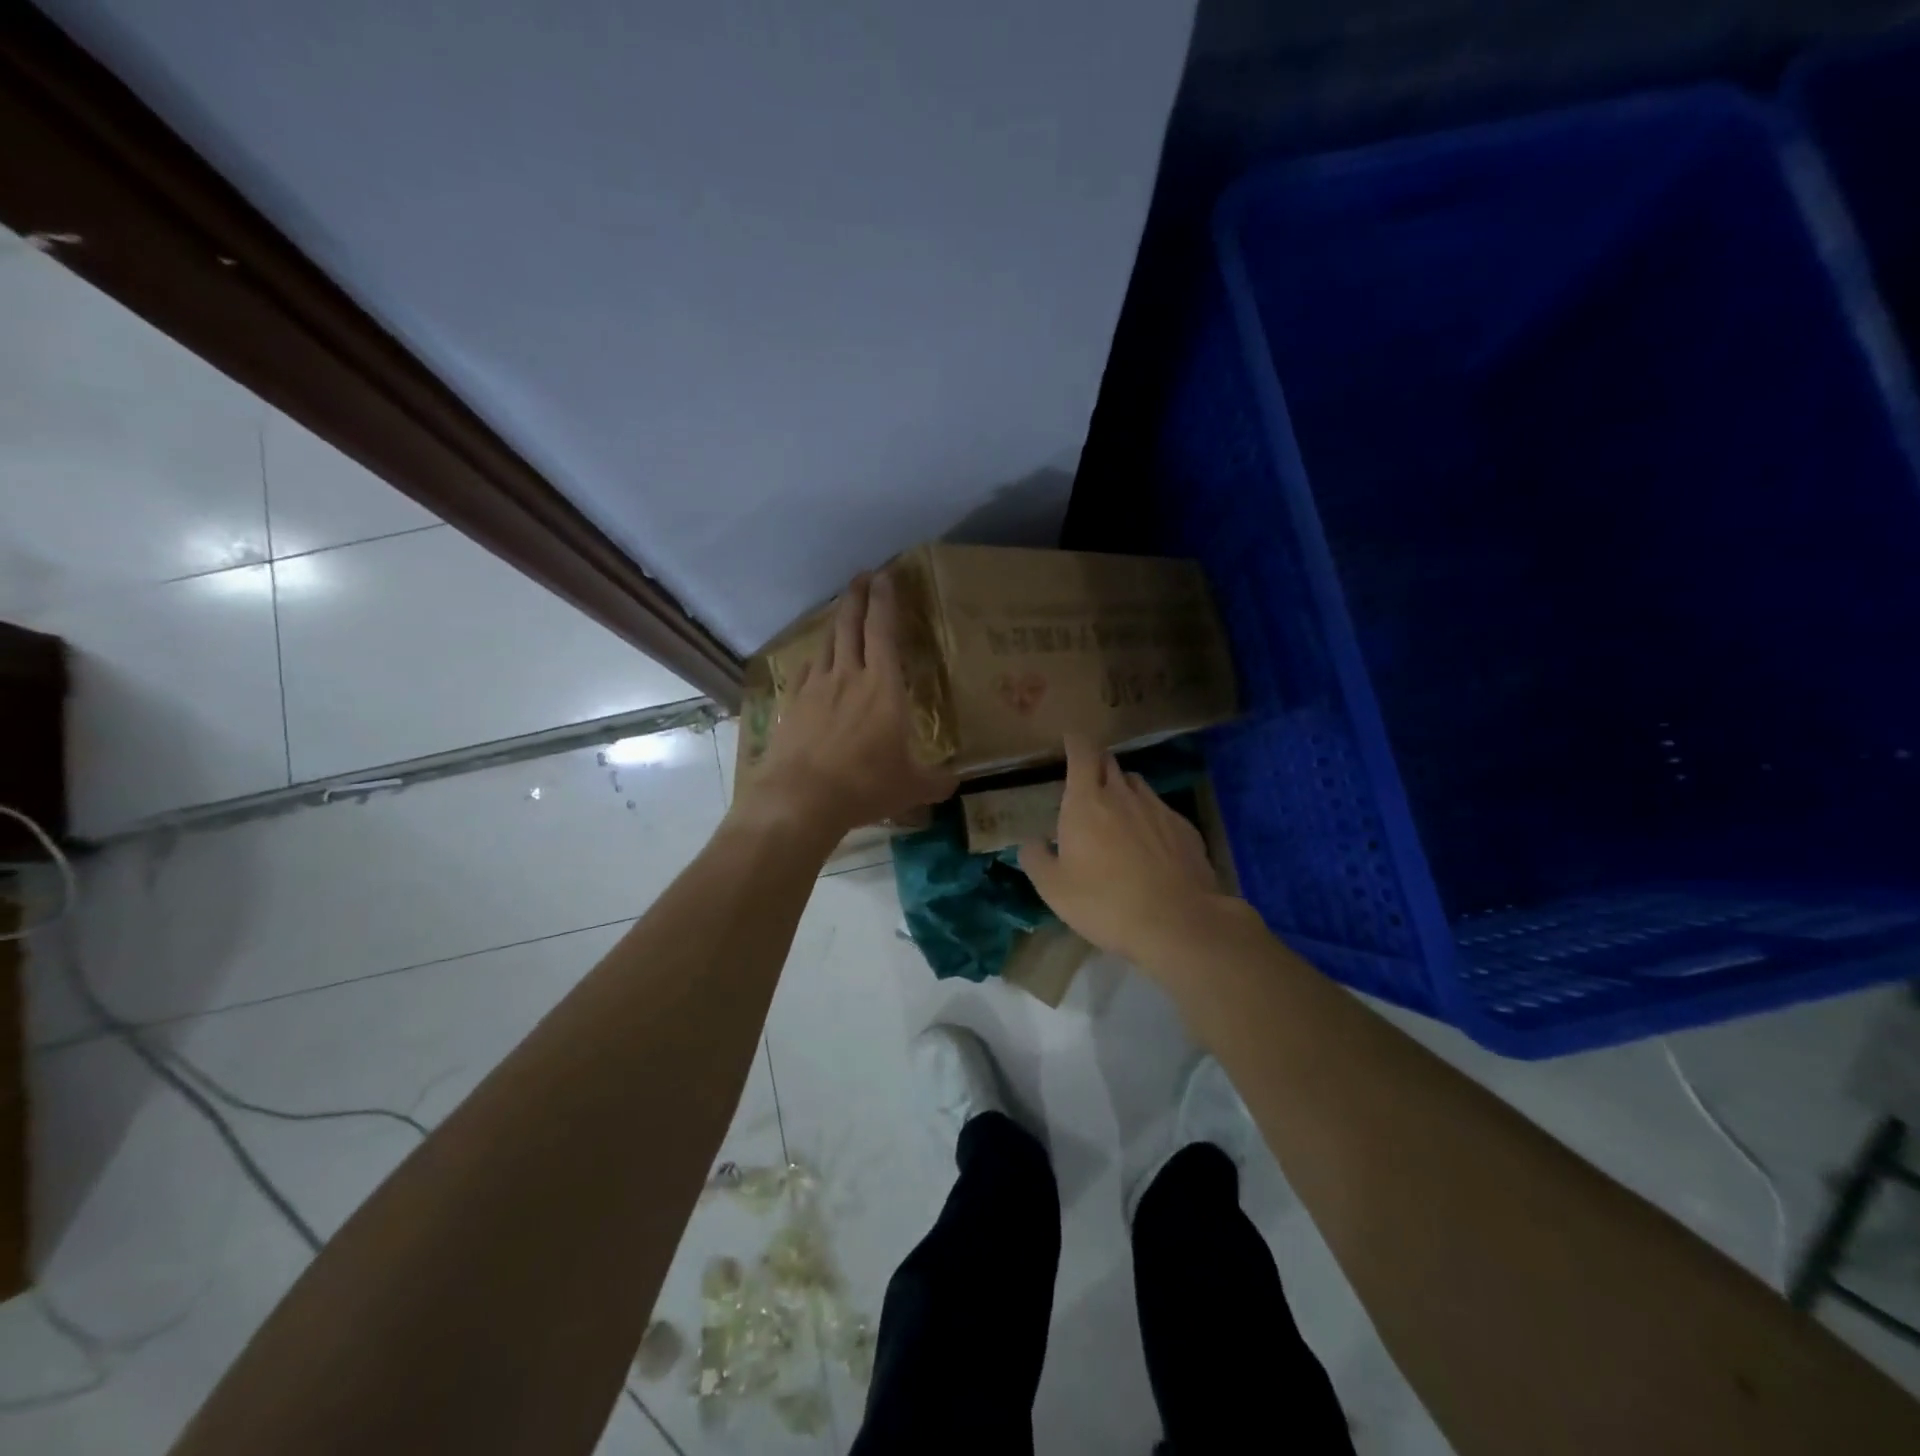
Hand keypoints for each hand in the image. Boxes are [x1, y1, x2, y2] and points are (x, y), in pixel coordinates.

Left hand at [739, 572, 957, 842]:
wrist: (801, 798)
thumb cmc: (864, 785)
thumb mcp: (911, 787)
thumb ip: (935, 782)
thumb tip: (955, 783)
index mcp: (882, 687)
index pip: (883, 631)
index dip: (885, 601)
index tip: (885, 576)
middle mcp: (848, 676)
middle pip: (850, 625)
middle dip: (857, 596)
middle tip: (862, 576)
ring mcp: (815, 688)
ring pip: (827, 644)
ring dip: (835, 622)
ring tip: (841, 610)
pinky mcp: (792, 704)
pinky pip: (805, 671)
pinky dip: (814, 659)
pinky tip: (815, 661)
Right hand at [1018, 735, 1230, 964]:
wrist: (1177, 922)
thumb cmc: (1105, 902)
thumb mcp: (1054, 889)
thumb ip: (1036, 859)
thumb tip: (1031, 842)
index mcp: (1086, 802)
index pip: (1081, 754)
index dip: (1075, 742)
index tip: (1071, 738)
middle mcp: (1123, 795)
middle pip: (1109, 764)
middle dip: (1096, 765)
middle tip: (1087, 779)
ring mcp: (1158, 809)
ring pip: (1136, 785)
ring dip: (1123, 790)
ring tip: (1117, 812)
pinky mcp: (1185, 828)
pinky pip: (1161, 811)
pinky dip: (1149, 817)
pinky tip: (1149, 844)